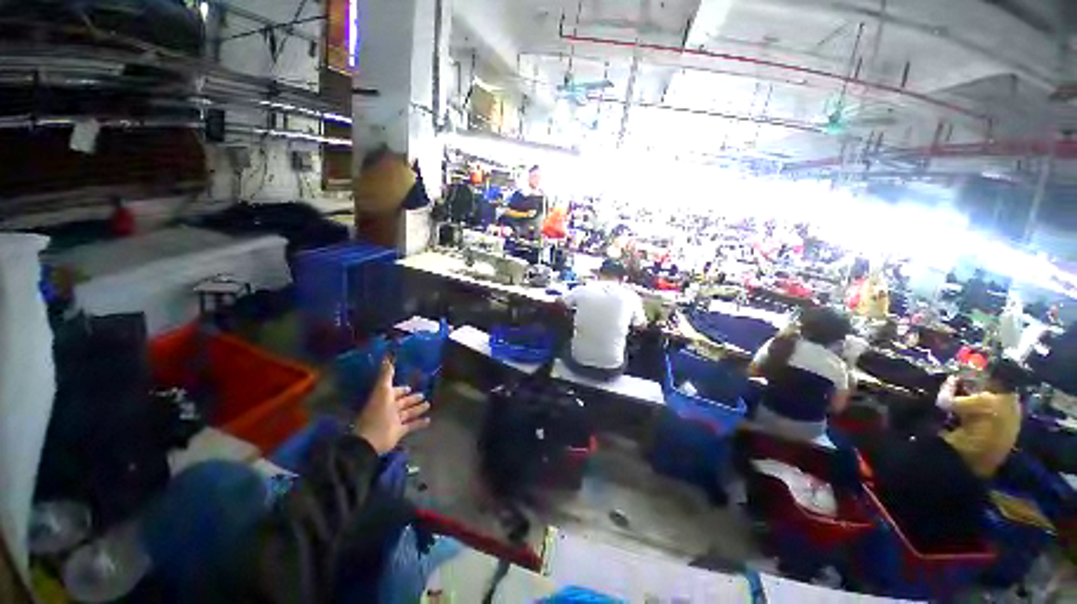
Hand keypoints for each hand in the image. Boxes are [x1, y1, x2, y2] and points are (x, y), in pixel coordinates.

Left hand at [353, 358, 430, 454]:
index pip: (394, 392)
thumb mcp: (382, 391)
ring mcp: (394, 421)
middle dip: (412, 398)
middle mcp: (389, 408)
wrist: (370, 440)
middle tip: (423, 394)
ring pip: (408, 413)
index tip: (410, 387)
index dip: (401, 389)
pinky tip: (429, 420)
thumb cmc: (377, 413)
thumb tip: (387, 356)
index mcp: (384, 398)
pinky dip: (419, 423)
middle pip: (402, 402)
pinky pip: (411, 425)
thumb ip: (386, 374)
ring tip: (428, 404)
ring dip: (417, 409)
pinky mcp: (399, 431)